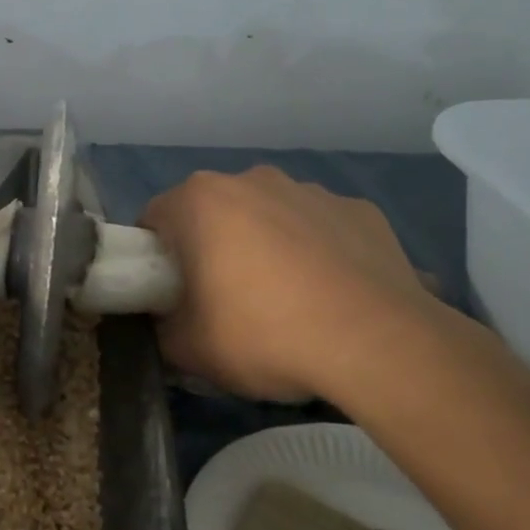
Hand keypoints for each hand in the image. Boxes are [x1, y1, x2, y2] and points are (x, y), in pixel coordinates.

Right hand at [138, 166, 459, 404]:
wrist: (375, 343)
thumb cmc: (263, 334)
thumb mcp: (187, 349)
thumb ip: (160, 329)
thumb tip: (166, 323)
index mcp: (200, 200)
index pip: (154, 220)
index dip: (155, 259)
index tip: (170, 295)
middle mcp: (252, 180)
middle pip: (213, 213)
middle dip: (211, 247)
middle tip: (224, 301)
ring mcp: (311, 190)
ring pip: (269, 215)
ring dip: (266, 245)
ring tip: (287, 300)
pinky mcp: (360, 209)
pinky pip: (321, 228)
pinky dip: (317, 252)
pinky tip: (332, 295)